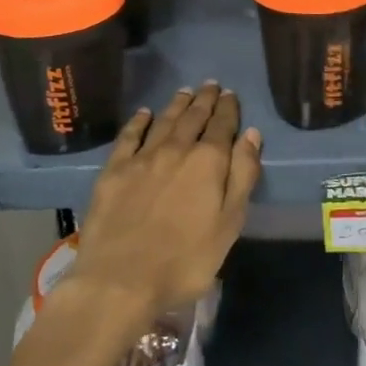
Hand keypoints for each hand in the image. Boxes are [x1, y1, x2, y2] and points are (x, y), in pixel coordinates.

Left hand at [67, 83, 261, 319]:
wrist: (120, 280)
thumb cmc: (185, 260)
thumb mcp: (229, 223)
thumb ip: (243, 175)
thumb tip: (251, 134)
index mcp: (208, 161)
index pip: (222, 125)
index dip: (228, 108)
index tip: (230, 95)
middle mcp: (176, 149)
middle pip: (193, 117)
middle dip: (205, 100)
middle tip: (211, 85)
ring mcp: (142, 157)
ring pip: (164, 120)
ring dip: (177, 104)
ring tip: (186, 92)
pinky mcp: (114, 170)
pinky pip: (129, 136)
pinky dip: (139, 121)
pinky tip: (144, 114)